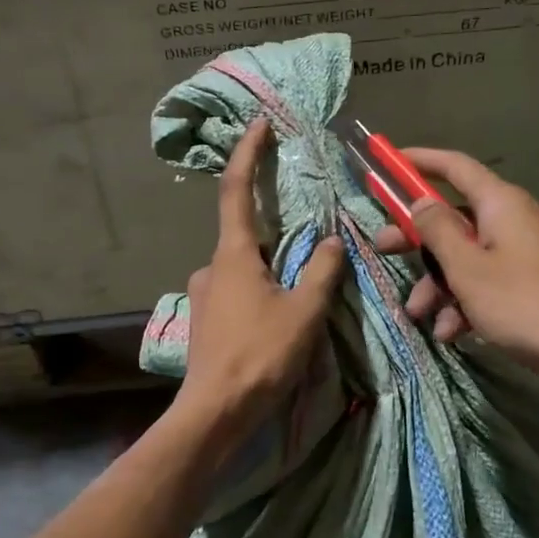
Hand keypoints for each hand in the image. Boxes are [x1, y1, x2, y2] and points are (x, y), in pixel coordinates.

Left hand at [176, 118, 344, 441]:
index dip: (247, 153)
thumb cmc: (260, 355)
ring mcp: (204, 296)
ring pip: (245, 270)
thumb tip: (333, 241)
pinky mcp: (206, 321)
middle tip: (309, 250)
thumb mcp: (304, 312)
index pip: (237, 189)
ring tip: (300, 300)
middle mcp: (211, 267)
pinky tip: (279, 322)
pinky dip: (261, 293)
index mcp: (233, 255)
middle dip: (276, 235)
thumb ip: (322, 272)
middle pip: (246, 235)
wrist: (216, 413)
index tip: (259, 124)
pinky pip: (239, 293)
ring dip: (272, 272)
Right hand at [373, 148, 538, 373]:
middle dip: (419, 240)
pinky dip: (470, 301)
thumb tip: (421, 201)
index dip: (420, 160)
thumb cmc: (526, 304)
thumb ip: (438, 231)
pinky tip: (453, 332)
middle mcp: (520, 219)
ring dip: (441, 283)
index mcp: (503, 204)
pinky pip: (495, 281)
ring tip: (420, 316)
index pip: (456, 167)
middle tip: (383, 251)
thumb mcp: (469, 269)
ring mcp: (534, 252)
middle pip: (458, 218)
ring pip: (473, 257)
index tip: (390, 160)